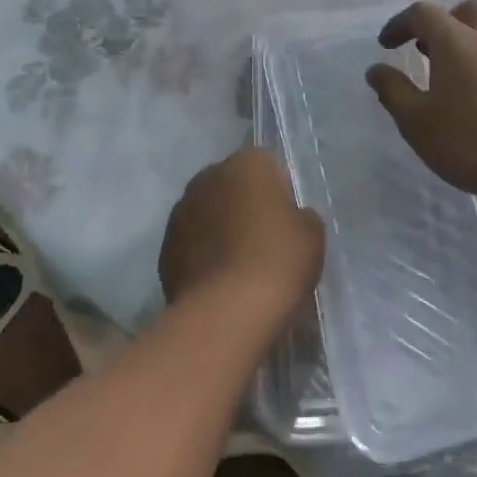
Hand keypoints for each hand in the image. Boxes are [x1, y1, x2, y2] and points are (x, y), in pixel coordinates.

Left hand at [159, 149, 323, 325]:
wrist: (226, 313)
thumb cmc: (277, 261)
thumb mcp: (312, 233)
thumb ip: (299, 214)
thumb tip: (286, 218)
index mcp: (247, 163)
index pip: (267, 164)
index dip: (280, 190)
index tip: (287, 219)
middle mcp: (209, 176)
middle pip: (233, 185)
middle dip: (246, 204)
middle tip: (265, 240)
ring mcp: (181, 211)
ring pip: (209, 212)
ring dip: (221, 228)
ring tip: (240, 264)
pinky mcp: (164, 247)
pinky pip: (192, 242)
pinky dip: (203, 254)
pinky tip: (219, 281)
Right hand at [367, 0, 476, 207]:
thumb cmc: (471, 143)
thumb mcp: (417, 123)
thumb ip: (393, 91)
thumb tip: (376, 69)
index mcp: (456, 40)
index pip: (422, 13)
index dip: (400, 24)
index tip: (387, 44)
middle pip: (466, 10)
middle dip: (443, 22)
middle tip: (428, 49)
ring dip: (475, 33)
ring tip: (463, 61)